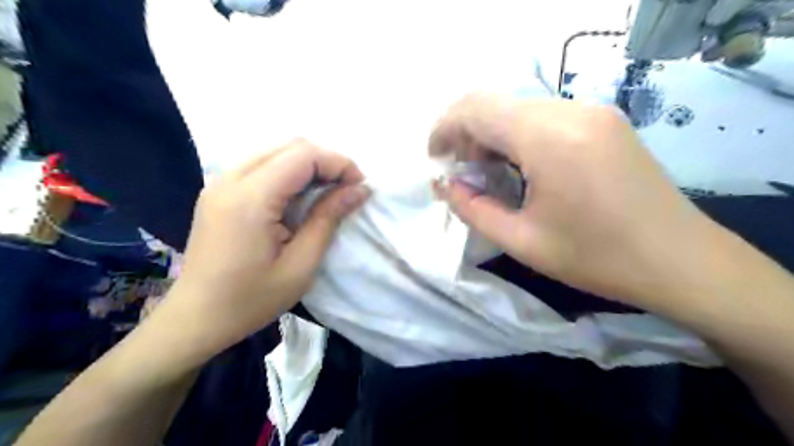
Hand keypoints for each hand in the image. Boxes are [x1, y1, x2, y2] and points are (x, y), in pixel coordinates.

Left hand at [165, 140, 367, 360]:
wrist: (195, 319)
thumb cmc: (251, 299)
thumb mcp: (301, 265)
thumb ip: (329, 219)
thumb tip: (359, 190)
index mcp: (250, 198)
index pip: (303, 155)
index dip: (338, 163)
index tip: (360, 185)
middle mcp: (230, 179)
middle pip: (289, 147)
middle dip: (326, 162)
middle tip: (347, 189)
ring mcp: (220, 183)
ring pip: (275, 152)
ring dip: (308, 166)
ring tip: (328, 193)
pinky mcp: (218, 191)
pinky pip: (261, 166)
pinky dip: (289, 173)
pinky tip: (300, 197)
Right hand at [433, 93, 723, 309]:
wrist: (682, 260)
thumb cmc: (598, 258)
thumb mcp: (522, 241)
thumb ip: (473, 209)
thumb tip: (446, 185)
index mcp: (548, 138)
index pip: (475, 109)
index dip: (444, 130)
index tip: (435, 159)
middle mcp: (571, 111)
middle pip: (495, 103)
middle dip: (465, 133)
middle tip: (459, 172)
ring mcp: (592, 112)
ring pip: (518, 108)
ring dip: (492, 135)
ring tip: (486, 174)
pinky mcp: (604, 121)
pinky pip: (544, 116)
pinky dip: (518, 136)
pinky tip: (519, 167)